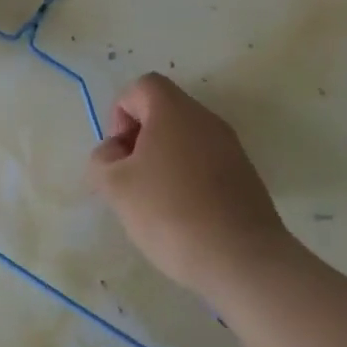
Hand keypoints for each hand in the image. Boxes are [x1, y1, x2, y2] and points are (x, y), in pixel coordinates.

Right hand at [88, 73, 296, 297]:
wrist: (242, 259)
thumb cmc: (170, 212)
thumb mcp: (115, 186)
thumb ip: (102, 160)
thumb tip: (113, 152)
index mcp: (174, 111)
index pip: (141, 87)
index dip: (120, 113)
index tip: (119, 153)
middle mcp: (206, 120)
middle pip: (163, 111)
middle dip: (139, 139)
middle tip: (130, 178)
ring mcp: (231, 148)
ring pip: (185, 139)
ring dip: (162, 160)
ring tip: (153, 201)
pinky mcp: (245, 176)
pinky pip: (205, 162)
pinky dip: (187, 178)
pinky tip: (182, 215)